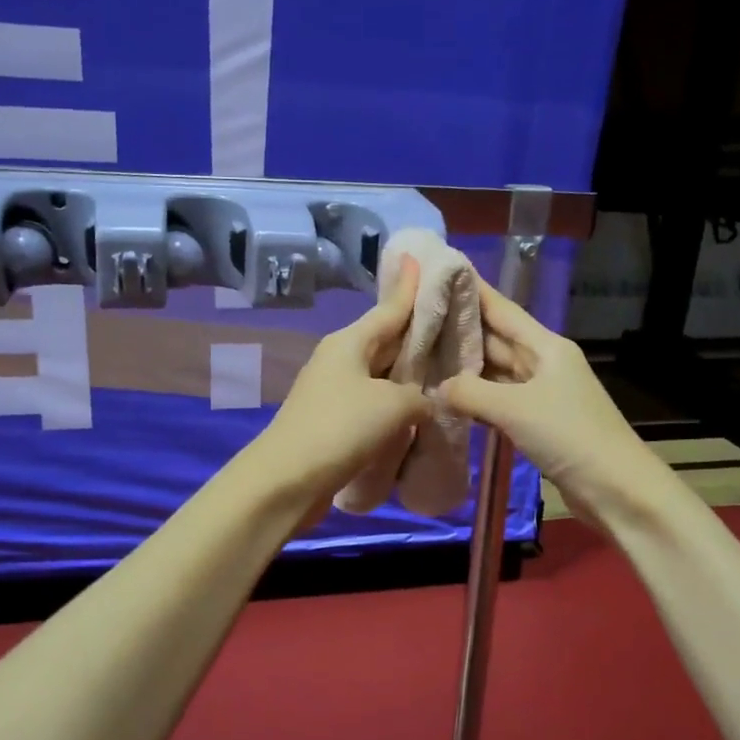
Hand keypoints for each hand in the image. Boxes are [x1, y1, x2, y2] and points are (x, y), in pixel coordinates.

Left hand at [249, 261, 431, 513]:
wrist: (287, 479)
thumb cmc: (341, 428)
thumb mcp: (394, 405)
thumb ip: (418, 397)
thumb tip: (422, 403)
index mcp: (349, 342)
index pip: (389, 308)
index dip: (408, 287)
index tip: (418, 259)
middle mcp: (339, 359)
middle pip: (385, 340)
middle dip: (415, 334)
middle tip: (451, 323)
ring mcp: (332, 391)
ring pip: (380, 374)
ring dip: (407, 374)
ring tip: (443, 369)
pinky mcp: (332, 421)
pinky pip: (372, 402)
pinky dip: (394, 404)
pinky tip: (417, 411)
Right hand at [439, 276, 677, 527]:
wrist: (615, 488)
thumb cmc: (569, 435)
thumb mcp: (514, 408)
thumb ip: (470, 392)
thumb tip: (438, 388)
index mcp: (546, 346)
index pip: (502, 309)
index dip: (473, 290)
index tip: (441, 271)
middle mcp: (543, 363)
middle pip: (496, 339)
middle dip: (459, 329)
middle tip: (416, 318)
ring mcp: (541, 393)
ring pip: (495, 371)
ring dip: (464, 366)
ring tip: (422, 354)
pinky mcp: (538, 421)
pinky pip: (499, 400)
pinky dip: (476, 397)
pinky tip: (448, 397)